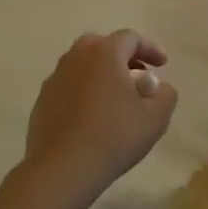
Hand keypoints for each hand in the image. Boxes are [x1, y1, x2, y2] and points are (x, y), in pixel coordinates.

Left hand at [20, 30, 177, 208]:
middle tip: (136, 76)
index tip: (162, 65)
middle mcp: (76, 58)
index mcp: (104, 54)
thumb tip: (159, 88)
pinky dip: (83, 92)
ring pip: (81, 65)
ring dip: (100, 74)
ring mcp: (55, 79)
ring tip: (114, 99)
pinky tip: (92, 117)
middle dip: (121, 56)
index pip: (130, 38)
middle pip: (101, 45)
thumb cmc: (114, 137)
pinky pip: (68, 87)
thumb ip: (166, 95)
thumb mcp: (155, 118)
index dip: (150, 48)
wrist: (62, 170)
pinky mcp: (41, 102)